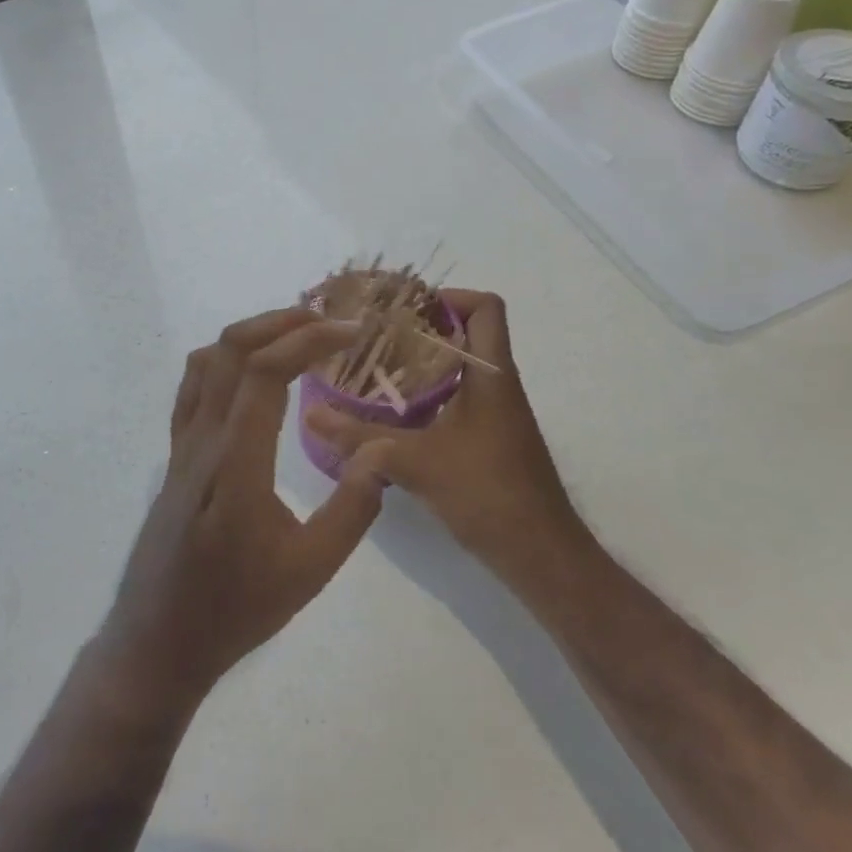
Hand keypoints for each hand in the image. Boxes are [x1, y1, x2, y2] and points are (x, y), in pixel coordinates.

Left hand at [95, 307, 392, 714]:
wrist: (158, 641)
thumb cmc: (235, 610)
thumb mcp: (309, 571)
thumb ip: (351, 511)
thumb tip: (382, 454)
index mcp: (235, 463)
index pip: (263, 372)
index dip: (307, 339)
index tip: (349, 332)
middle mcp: (202, 441)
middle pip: (230, 350)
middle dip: (281, 322)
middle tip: (328, 322)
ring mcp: (181, 446)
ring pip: (207, 362)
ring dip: (251, 334)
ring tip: (296, 335)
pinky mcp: (174, 456)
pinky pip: (193, 388)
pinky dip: (224, 359)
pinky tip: (252, 373)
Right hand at [304, 290, 590, 593]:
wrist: (539, 555)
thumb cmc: (487, 493)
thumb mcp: (415, 462)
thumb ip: (360, 438)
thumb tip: (311, 415)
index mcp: (492, 374)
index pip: (486, 307)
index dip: (449, 297)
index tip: (403, 310)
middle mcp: (498, 384)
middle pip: (466, 333)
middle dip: (420, 329)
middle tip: (374, 336)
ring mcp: (496, 414)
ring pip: (459, 368)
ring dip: (420, 364)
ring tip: (373, 369)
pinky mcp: (488, 439)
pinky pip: (456, 399)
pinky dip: (426, 396)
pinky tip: (391, 415)